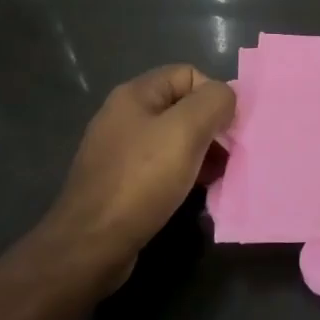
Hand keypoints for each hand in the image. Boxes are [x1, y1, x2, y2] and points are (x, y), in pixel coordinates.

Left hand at [47, 64, 234, 289]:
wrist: (91, 245)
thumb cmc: (141, 180)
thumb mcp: (186, 130)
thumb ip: (214, 102)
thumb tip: (226, 98)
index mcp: (135, 95)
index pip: (189, 74)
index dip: (214, 96)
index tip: (228, 128)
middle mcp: (124, 116)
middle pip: (183, 107)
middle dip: (211, 127)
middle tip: (228, 155)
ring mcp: (120, 151)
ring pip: (175, 139)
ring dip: (201, 153)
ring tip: (217, 176)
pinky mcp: (120, 182)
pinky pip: (162, 167)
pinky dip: (184, 174)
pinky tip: (195, 192)